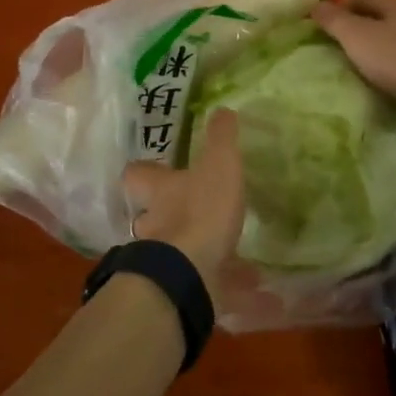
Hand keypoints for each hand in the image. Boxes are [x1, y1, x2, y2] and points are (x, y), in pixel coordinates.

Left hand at [121, 109, 245, 289]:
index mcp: (158, 191)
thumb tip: (222, 109)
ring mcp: (165, 259)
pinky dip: (230, 282)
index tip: (159, 167)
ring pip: (177, 249)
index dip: (146, 170)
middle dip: (169, 213)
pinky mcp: (183, 285)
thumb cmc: (200, 211)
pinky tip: (258, 286)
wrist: (189, 275)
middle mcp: (154, 224)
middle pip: (151, 214)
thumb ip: (221, 138)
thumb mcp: (219, 165)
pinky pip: (208, 280)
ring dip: (199, 248)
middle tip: (194, 207)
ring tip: (230, 246)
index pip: (137, 175)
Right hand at [312, 0, 395, 113]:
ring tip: (382, 60)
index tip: (331, 20)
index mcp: (394, 2)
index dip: (345, 4)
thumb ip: (335, 21)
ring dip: (395, 39)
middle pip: (389, 11)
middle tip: (353, 42)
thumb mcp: (357, 39)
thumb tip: (315, 3)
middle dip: (371, 22)